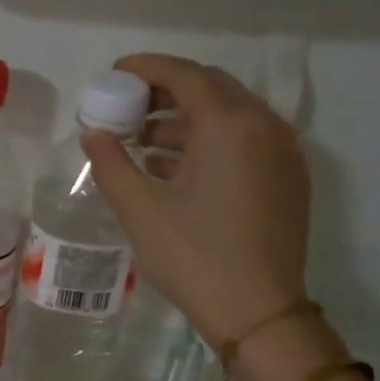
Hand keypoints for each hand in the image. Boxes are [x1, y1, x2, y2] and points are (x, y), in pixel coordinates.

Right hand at [81, 54, 311, 350]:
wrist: (258, 312)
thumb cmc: (194, 257)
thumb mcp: (140, 211)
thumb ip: (111, 164)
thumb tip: (93, 133)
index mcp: (229, 125)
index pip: (185, 75)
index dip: (145, 68)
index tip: (113, 74)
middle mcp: (264, 126)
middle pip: (211, 89)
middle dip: (164, 92)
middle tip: (125, 108)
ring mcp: (282, 152)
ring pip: (229, 117)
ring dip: (184, 121)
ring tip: (141, 143)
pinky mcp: (287, 178)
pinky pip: (244, 142)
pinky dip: (208, 143)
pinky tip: (175, 169)